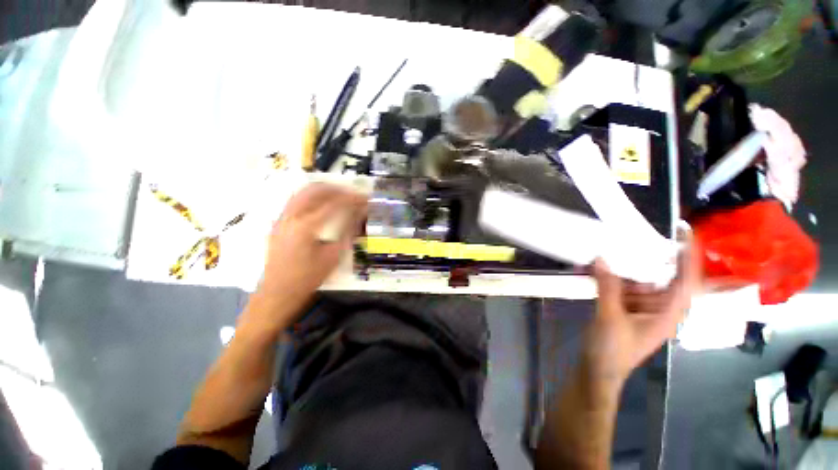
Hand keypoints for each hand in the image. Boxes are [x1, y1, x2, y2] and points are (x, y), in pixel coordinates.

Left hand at [260, 183, 366, 302]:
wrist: (278, 293)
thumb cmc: (308, 278)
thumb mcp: (333, 256)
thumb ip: (348, 231)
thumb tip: (360, 214)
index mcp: (306, 226)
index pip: (334, 203)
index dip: (353, 199)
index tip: (366, 198)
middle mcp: (291, 216)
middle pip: (316, 189)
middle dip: (338, 189)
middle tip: (354, 194)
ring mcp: (282, 218)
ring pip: (304, 192)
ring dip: (325, 190)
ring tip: (341, 196)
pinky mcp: (279, 222)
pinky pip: (298, 200)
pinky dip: (314, 197)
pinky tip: (324, 205)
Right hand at [584, 236, 700, 385]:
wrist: (597, 370)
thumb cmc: (612, 350)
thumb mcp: (610, 318)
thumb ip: (607, 287)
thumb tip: (601, 258)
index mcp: (668, 312)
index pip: (686, 280)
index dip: (689, 255)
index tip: (684, 231)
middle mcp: (659, 306)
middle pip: (662, 275)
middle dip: (652, 254)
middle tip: (639, 231)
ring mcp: (640, 306)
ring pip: (638, 278)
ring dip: (625, 264)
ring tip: (612, 244)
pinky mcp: (624, 306)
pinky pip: (621, 285)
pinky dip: (610, 275)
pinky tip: (597, 265)